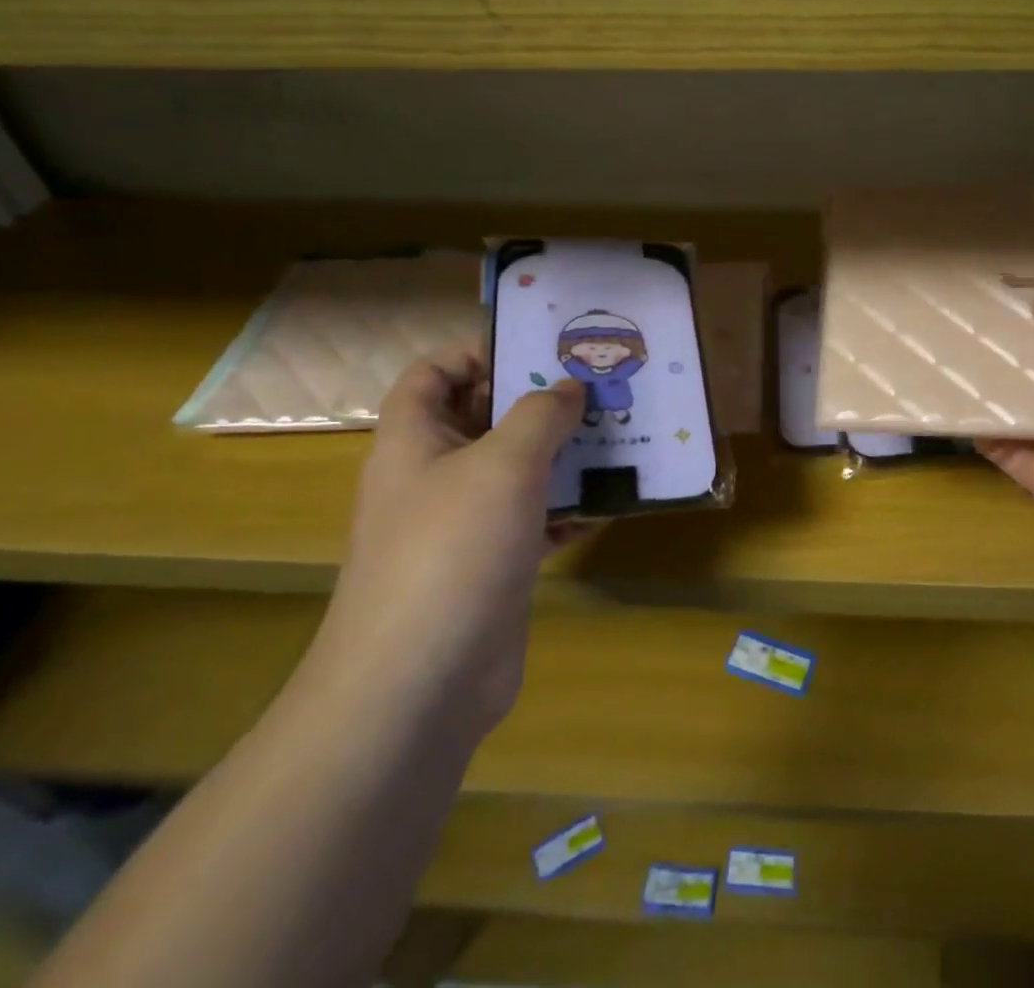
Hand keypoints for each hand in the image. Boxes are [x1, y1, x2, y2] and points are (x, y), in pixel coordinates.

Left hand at [311, 349, 589, 739]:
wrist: (421, 684)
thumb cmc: (453, 550)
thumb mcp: (504, 463)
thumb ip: (541, 413)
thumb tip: (569, 388)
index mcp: (414, 440)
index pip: (433, 373)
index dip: (478, 352)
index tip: (539, 349)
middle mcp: (434, 475)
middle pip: (484, 418)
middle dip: (538, 400)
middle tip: (597, 387)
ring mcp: (463, 524)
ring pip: (516, 470)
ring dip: (562, 453)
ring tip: (618, 434)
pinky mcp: (493, 564)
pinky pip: (534, 519)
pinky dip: (567, 507)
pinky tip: (611, 501)